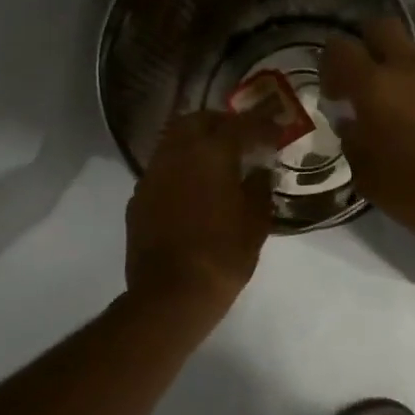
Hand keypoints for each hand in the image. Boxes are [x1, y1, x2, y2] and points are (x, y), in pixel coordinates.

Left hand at [125, 109, 275, 316]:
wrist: (171, 294)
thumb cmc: (223, 256)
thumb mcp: (256, 224)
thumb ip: (259, 189)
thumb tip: (258, 173)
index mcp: (212, 154)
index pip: (240, 125)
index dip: (261, 125)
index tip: (275, 131)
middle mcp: (177, 154)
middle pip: (197, 121)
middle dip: (221, 123)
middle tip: (241, 138)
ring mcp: (152, 174)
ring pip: (173, 141)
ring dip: (196, 143)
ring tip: (216, 161)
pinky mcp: (139, 197)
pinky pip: (162, 169)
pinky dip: (180, 168)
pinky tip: (193, 189)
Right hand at [320, 18, 414, 242]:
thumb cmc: (413, 190)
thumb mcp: (366, 174)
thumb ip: (353, 141)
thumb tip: (351, 124)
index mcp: (375, 86)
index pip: (340, 48)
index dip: (331, 64)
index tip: (334, 94)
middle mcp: (412, 71)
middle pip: (384, 28)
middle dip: (369, 44)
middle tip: (366, 80)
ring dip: (406, 82)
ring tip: (407, 121)